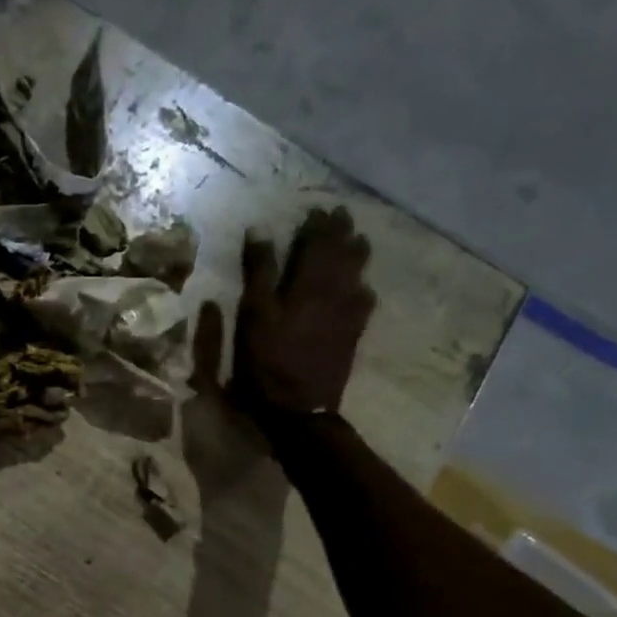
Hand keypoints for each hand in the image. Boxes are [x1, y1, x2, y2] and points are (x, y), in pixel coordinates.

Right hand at [208, 206, 376, 429]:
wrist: (299, 409)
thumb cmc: (266, 362)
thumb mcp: (252, 315)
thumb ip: (258, 272)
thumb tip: (260, 229)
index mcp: (307, 283)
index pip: (317, 243)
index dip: (317, 224)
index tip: (318, 207)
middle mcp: (335, 292)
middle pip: (342, 254)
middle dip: (341, 232)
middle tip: (341, 214)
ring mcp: (348, 315)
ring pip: (358, 274)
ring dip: (357, 253)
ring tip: (357, 239)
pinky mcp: (352, 335)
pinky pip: (364, 302)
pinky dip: (362, 287)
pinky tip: (363, 287)